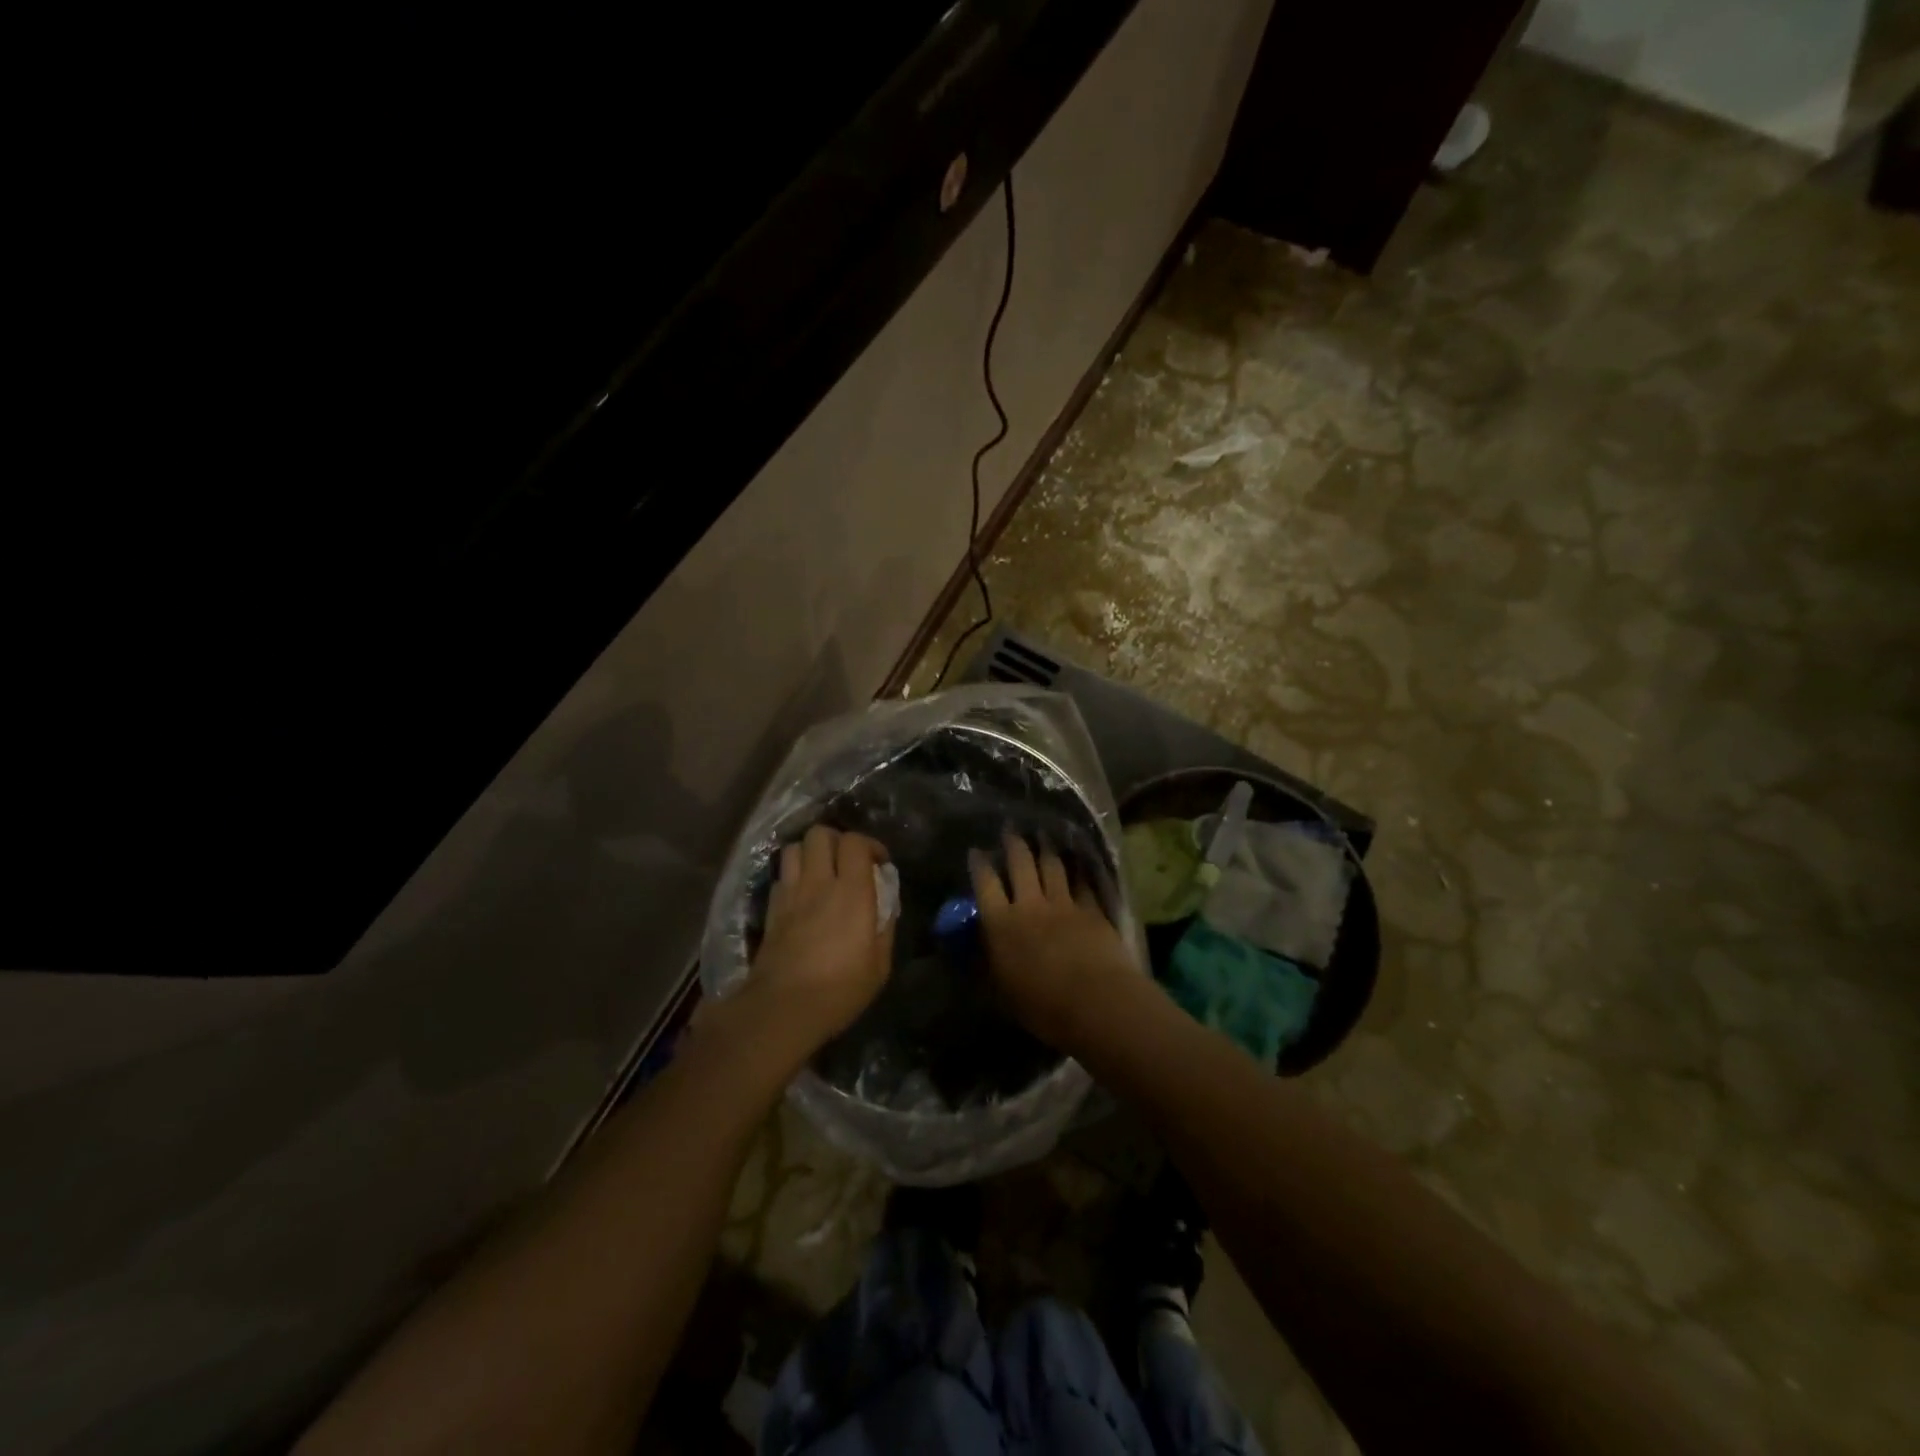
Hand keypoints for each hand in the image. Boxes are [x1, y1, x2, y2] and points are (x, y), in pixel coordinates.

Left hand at [747, 824, 894, 1048]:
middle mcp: (818, 883)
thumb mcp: (880, 964)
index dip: (870, 844)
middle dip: (837, 840)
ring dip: (811, 853)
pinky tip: (802, 895)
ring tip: (822, 872)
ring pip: (795, 848)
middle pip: (820, 834)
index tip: (879, 863)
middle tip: (848, 861)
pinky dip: (793, 876)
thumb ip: (885, 925)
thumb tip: (886, 903)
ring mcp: (790, 893)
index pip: (855, 842)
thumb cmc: (839, 990)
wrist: (782, 1008)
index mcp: (852, 892)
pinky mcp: (771, 909)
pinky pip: (781, 875)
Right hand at [971, 833, 1138, 1050]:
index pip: (985, 885)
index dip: (980, 866)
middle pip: (1020, 865)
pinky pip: (1083, 883)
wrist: (1096, 1002)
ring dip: (1046, 848)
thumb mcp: (1003, 990)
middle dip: (1013, 844)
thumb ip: (990, 963)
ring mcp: (1064, 904)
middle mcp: (1030, 906)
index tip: (976, 851)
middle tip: (1010, 827)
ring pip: (1053, 867)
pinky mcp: (1092, 910)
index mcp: (1002, 925)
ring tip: (1043, 835)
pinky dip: (1079, 871)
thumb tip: (978, 948)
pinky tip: (1078, 863)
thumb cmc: (1042, 1006)